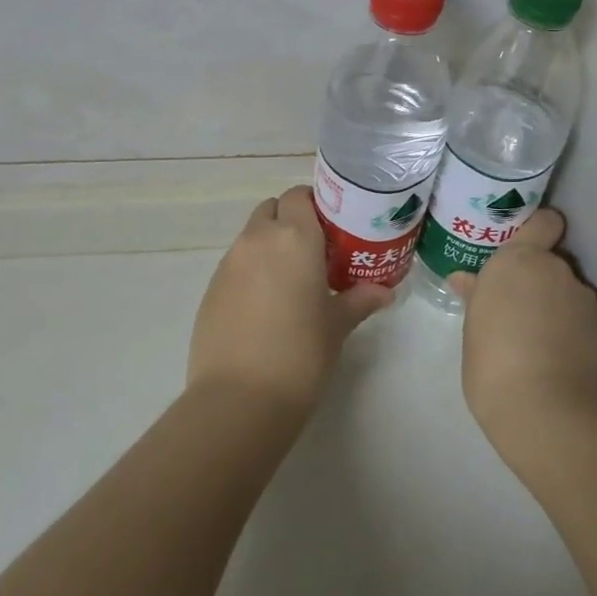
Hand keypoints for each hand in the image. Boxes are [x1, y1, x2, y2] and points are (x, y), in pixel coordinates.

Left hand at [188, 185, 392, 418]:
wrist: (239, 399)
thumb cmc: (301, 353)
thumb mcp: (337, 325)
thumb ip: (360, 299)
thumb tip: (386, 292)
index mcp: (294, 237)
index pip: (299, 195)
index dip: (314, 205)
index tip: (332, 228)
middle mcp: (258, 239)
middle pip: (272, 210)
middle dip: (290, 221)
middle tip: (314, 252)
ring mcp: (229, 263)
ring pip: (251, 237)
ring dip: (270, 246)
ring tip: (291, 281)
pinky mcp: (211, 289)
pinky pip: (235, 265)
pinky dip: (251, 272)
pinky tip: (265, 307)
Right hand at [453, 208, 596, 469]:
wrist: (551, 414)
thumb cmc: (494, 365)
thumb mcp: (473, 331)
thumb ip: (477, 299)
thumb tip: (466, 280)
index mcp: (519, 260)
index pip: (544, 222)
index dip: (540, 231)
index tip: (526, 248)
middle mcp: (556, 270)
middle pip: (553, 263)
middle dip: (540, 281)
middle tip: (518, 311)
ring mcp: (585, 301)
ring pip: (569, 294)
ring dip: (557, 309)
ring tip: (538, 345)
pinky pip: (584, 323)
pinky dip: (574, 334)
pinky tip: (559, 363)